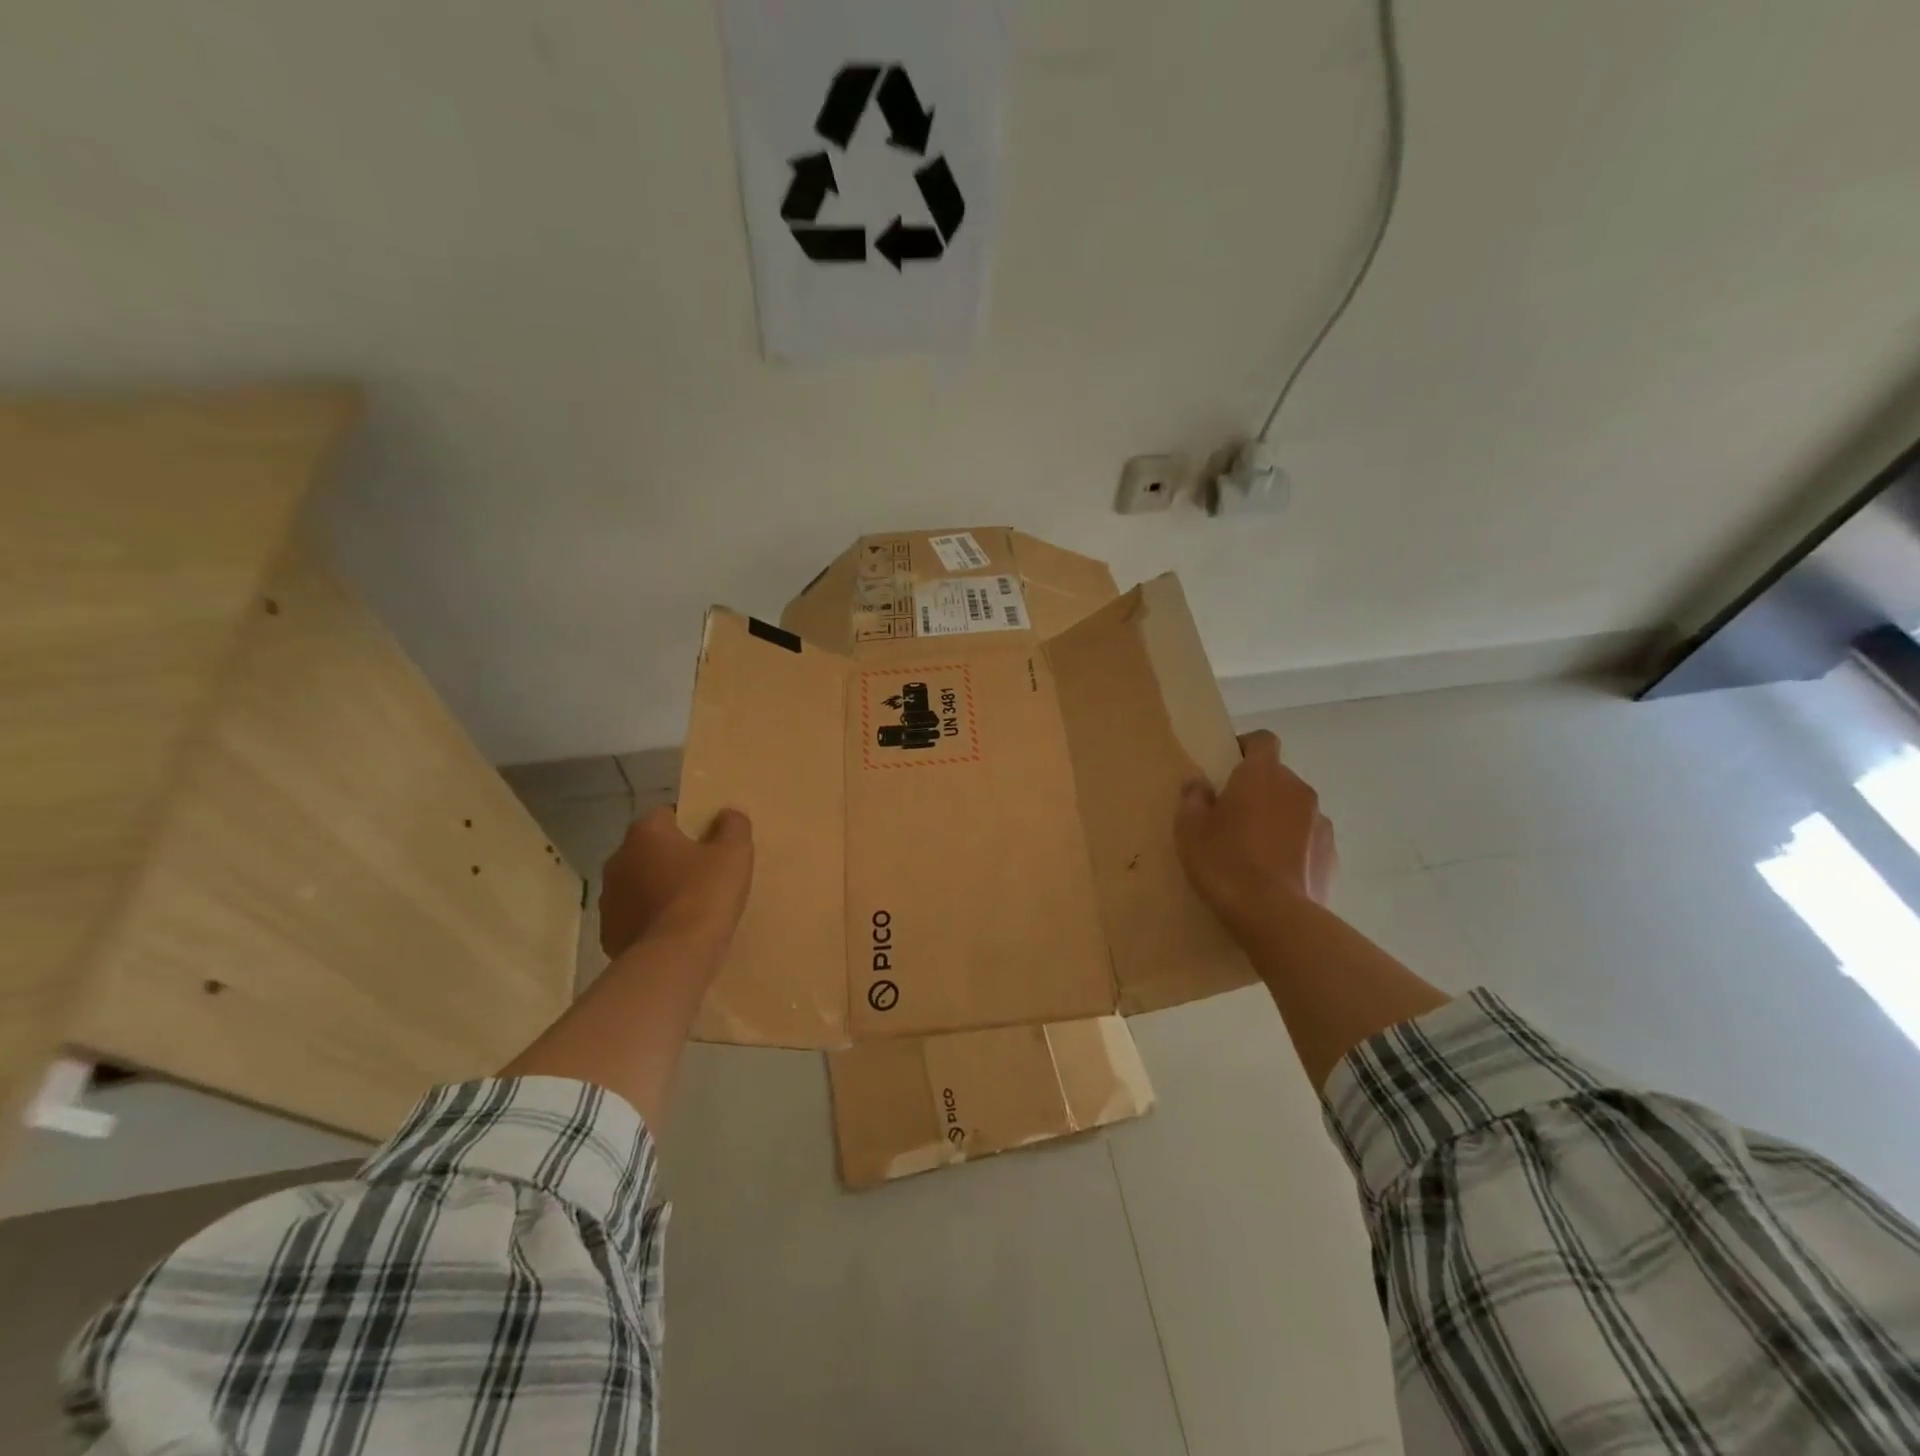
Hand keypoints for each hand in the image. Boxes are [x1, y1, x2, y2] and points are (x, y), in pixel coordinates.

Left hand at [599, 806, 753, 959]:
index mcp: (646, 833)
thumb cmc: (705, 895)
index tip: (711, 842)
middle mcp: (618, 859)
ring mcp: (608, 898)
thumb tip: (727, 814)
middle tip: (703, 873)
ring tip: (689, 906)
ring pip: (638, 884)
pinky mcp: (609, 933)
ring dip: (657, 889)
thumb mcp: (734, 853)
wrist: (674, 957)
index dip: (691, 824)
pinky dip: (650, 919)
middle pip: (650, 849)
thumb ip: (733, 826)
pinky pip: (634, 917)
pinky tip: (674, 932)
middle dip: (671, 857)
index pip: (667, 814)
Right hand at [1175, 730, 1335, 937]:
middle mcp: (1298, 789)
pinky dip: (1294, 848)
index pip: (1262, 740)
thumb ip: (1193, 798)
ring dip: (1278, 819)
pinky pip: (1309, 841)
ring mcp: (1321, 822)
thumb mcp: (1190, 829)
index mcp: (1263, 774)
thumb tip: (1198, 782)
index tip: (1227, 767)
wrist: (1273, 915)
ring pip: (1295, 810)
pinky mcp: (1332, 855)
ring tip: (1255, 850)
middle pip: (1278, 777)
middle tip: (1232, 817)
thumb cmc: (1224, 861)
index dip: (1245, 748)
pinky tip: (1275, 874)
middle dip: (1258, 790)